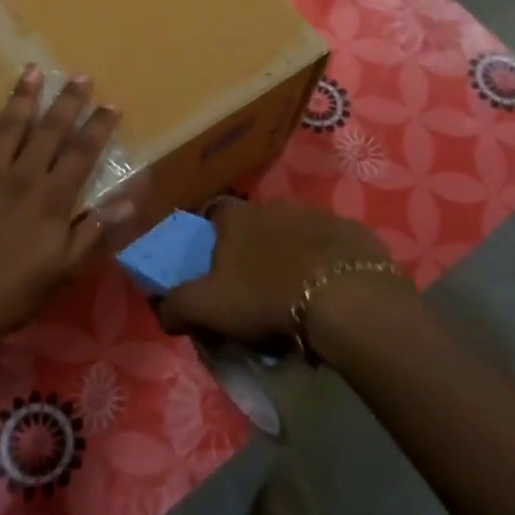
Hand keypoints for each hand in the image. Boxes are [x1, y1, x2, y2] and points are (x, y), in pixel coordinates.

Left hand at [0, 67, 126, 352]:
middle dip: (67, 101)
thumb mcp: (64, 270)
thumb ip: (95, 231)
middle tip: (79, 76)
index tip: (111, 104)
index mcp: (51, 199)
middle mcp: (20, 177)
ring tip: (33, 71)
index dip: (98, 127)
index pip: (82, 153)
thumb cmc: (12, 295)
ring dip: (22, 98)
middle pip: (48, 130)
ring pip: (7, 127)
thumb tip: (129, 199)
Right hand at [156, 201, 411, 351]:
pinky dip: (325, 266)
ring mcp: (316, 215)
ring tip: (294, 297)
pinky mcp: (351, 232)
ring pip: (293, 235)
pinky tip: (328, 294)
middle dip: (252, 253)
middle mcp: (274, 205)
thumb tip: (162, 310)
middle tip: (254, 292)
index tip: (215, 273)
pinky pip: (330, 249)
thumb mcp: (207, 308)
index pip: (212, 217)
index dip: (210, 243)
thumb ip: (175, 306)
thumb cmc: (265, 296)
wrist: (345, 298)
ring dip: (290, 258)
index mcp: (235, 216)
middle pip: (254, 227)